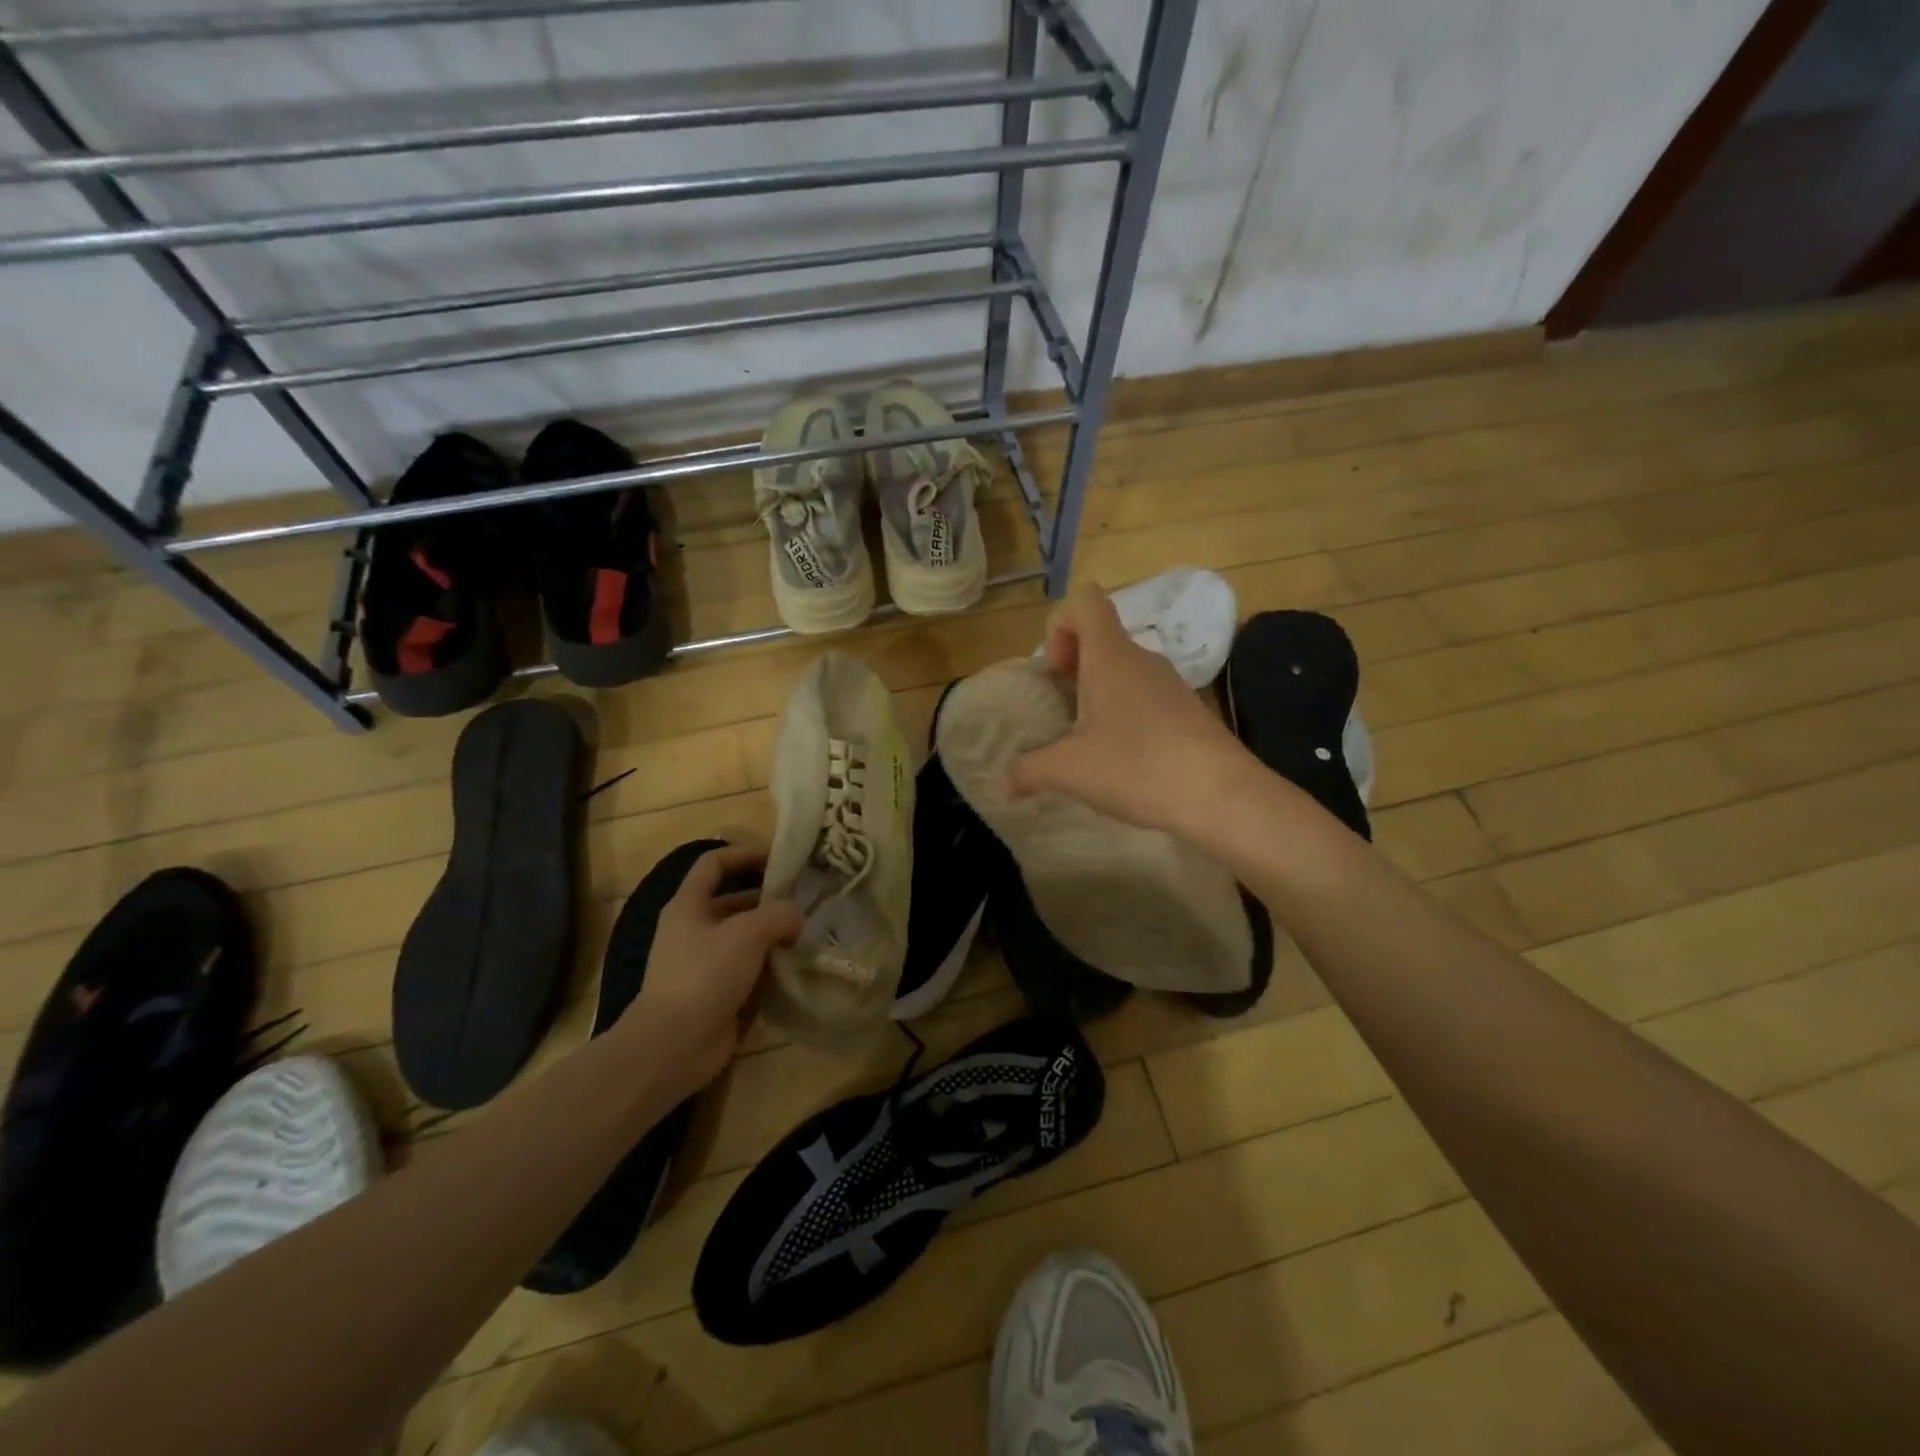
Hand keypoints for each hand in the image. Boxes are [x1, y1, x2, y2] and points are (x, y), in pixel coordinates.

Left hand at [624, 843, 801, 1088]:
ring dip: (774, 933)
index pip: (715, 863)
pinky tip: (797, 965)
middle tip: (806, 898)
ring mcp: (704, 963)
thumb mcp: (748, 933)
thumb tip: (795, 918)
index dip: (745, 853)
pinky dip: (770, 965)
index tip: (780, 857)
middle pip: (734, 901)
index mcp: (689, 905)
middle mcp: (694, 929)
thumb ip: (779, 914)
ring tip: (809, 930)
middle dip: (768, 898)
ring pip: (744, 937)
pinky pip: (748, 969)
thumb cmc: (704, 975)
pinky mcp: (716, 993)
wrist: (673, 1045)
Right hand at [1009, 583, 1254, 834]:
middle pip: (1100, 638)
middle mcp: (1141, 659)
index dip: (1059, 626)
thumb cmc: (1137, 766)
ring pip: (1122, 671)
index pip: (1085, 601)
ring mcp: (1169, 684)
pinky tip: (1122, 759)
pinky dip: (1125, 716)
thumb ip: (1029, 770)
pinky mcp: (1187, 711)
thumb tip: (1005, 781)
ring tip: (1087, 742)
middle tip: (1061, 713)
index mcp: (1110, 656)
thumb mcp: (1069, 771)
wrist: (1221, 795)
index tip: (1056, 674)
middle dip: (1072, 669)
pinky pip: (1144, 697)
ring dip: (1097, 695)